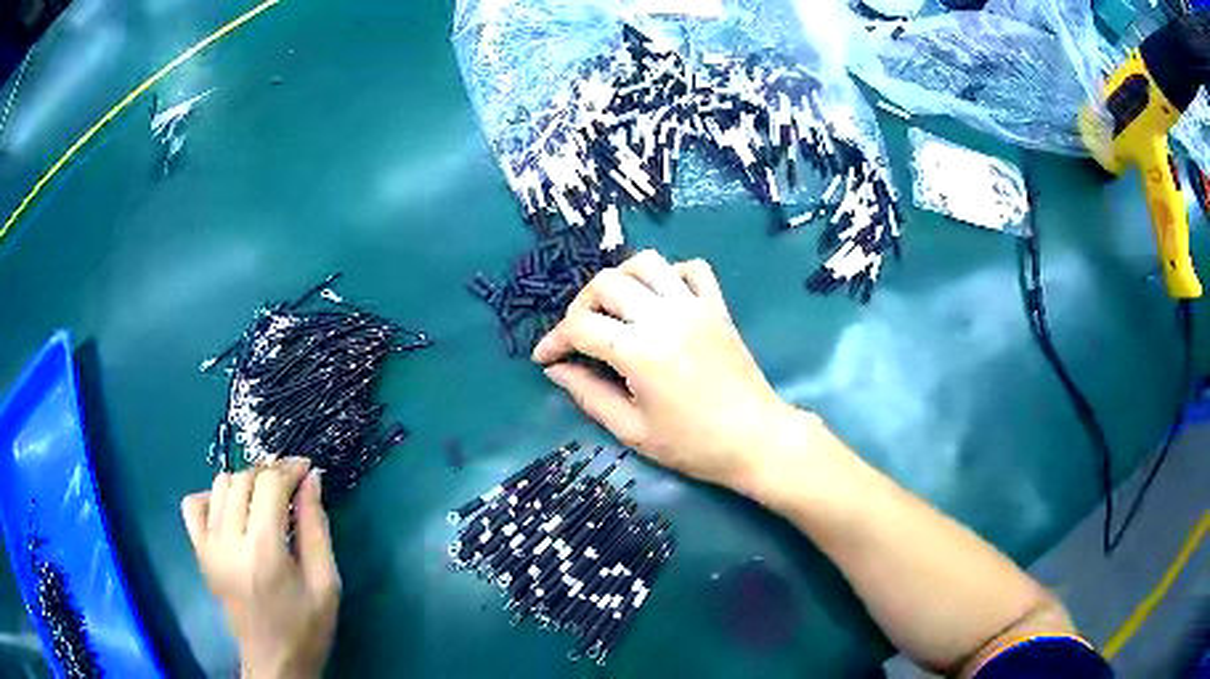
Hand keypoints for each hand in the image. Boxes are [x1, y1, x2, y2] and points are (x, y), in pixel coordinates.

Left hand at [181, 458, 339, 678]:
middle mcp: (228, 542)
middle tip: (291, 487)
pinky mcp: (199, 552)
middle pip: (243, 478)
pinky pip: (193, 505)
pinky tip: (231, 510)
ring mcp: (208, 546)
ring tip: (265, 500)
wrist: (274, 661)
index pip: (269, 485)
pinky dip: (211, 496)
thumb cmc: (307, 628)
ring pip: (219, 484)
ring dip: (245, 482)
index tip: (307, 469)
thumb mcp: (326, 583)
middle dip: (270, 474)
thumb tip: (312, 479)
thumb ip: (316, 527)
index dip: (290, 469)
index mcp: (264, 552)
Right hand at [532, 250, 801, 490]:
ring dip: (621, 279)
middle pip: (607, 283)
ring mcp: (695, 307)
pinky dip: (669, 274)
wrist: (755, 440)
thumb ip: (589, 395)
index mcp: (640, 352)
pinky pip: (692, 269)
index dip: (554, 340)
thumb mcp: (632, 430)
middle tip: (579, 336)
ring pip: (647, 263)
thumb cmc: (692, 445)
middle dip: (581, 306)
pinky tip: (661, 299)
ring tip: (616, 309)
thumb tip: (556, 370)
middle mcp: (665, 317)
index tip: (545, 358)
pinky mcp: (717, 307)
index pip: (581, 326)